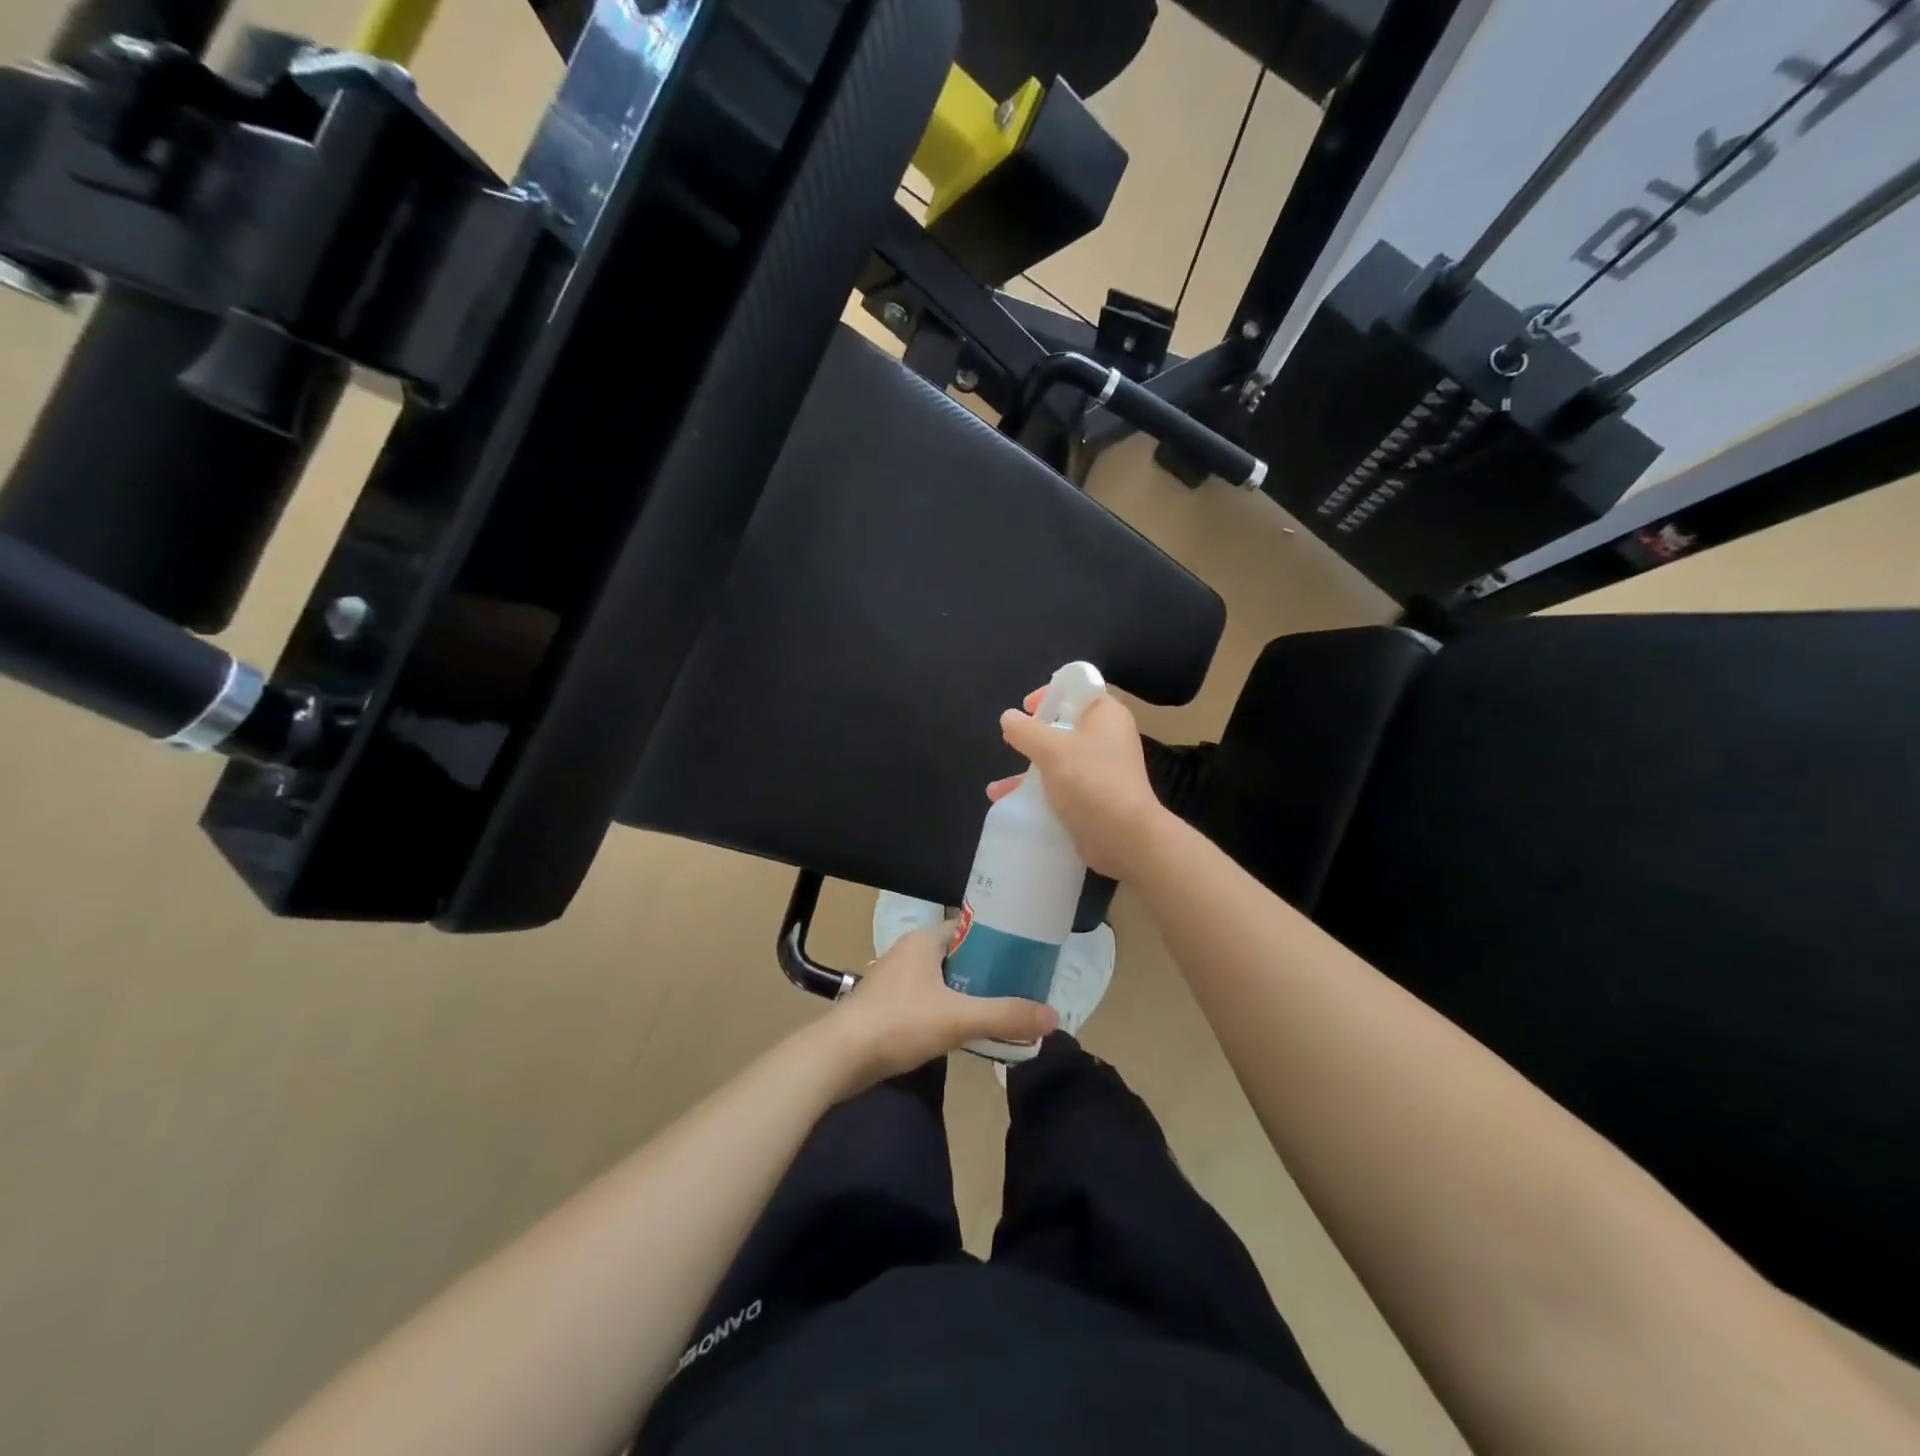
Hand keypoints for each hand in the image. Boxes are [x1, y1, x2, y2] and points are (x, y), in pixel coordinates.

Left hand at [829, 925, 1056, 1091]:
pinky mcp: (885, 1006)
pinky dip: (946, 1009)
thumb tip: (1053, 1016)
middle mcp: (907, 952)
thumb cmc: (899, 1023)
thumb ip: (1005, 1016)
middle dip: (986, 970)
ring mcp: (893, 979)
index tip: (1024, 957)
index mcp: (923, 940)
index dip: (997, 940)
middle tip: (1018, 988)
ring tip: (998, 1009)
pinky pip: (926, 1000)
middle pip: (957, 955)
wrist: (839, 1057)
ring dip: (966, 993)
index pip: (968, 927)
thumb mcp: (959, 1018)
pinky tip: (962, 1031)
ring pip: (941, 980)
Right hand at [989, 688, 1168, 879]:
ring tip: (999, 785)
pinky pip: (1060, 787)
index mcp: (1105, 715)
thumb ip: (1026, 731)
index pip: (1079, 689)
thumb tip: (1008, 717)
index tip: (1027, 707)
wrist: (1124, 837)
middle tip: (1013, 741)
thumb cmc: (1091, 781)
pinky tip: (1007, 803)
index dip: (1051, 693)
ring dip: (1029, 769)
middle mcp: (1106, 738)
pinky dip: (1037, 792)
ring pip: (1060, 759)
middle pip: (1066, 725)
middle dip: (1035, 734)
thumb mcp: (1051, 749)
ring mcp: (1101, 770)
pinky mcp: (1094, 798)